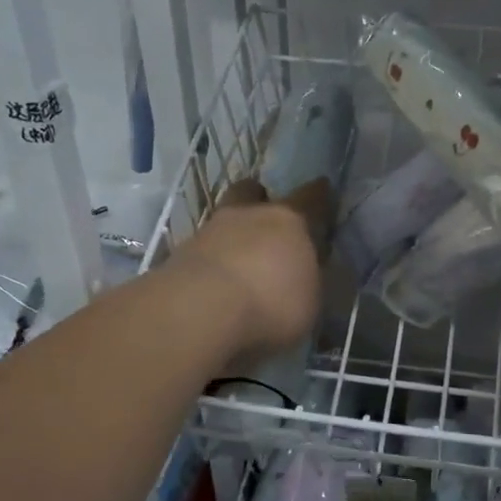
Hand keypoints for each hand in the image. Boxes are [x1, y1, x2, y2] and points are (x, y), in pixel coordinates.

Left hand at [167, 178, 324, 363]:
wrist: (199, 312)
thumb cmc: (271, 303)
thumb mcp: (310, 301)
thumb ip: (309, 280)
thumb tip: (307, 274)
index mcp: (289, 221)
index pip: (310, 198)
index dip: (318, 194)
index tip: (322, 188)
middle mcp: (248, 216)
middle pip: (251, 192)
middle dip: (258, 199)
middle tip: (264, 217)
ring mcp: (208, 232)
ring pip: (223, 220)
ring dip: (231, 234)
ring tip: (237, 259)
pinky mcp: (178, 256)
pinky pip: (202, 251)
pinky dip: (210, 262)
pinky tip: (214, 284)